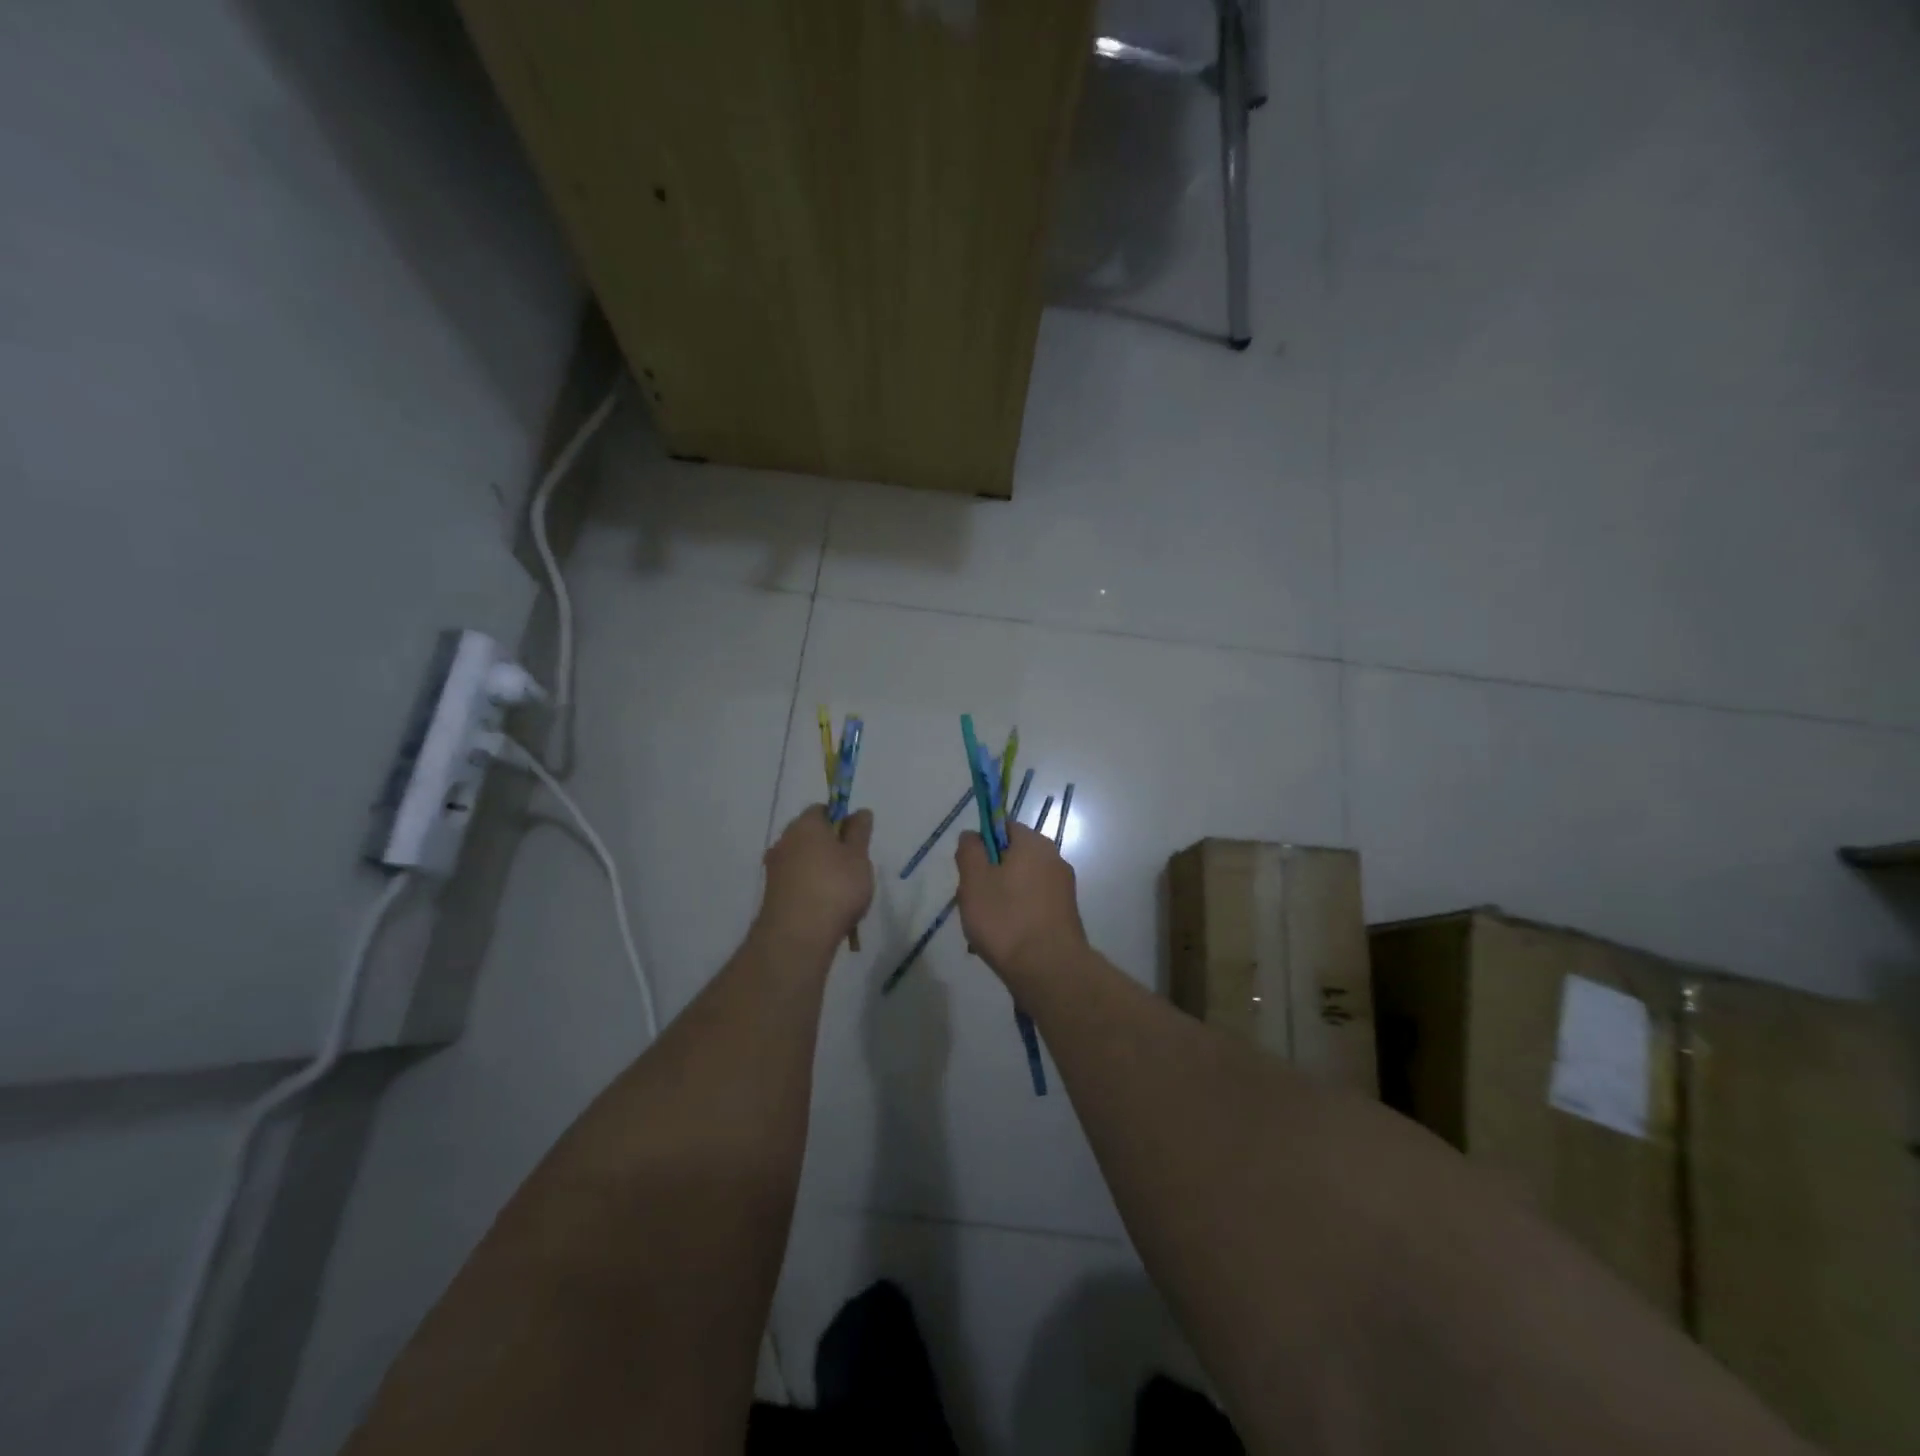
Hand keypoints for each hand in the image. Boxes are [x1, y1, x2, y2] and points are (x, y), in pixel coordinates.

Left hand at [755, 805, 874, 956]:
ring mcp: (774, 868)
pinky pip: (795, 882)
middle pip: (810, 835)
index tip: (856, 841)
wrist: (798, 936)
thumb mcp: (858, 856)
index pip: (822, 810)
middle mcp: (784, 841)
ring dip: (820, 869)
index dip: (841, 820)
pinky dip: (809, 888)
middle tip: (853, 867)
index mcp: (805, 825)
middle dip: (830, 847)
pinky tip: (824, 907)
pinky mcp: (772, 893)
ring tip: (841, 893)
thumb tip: (859, 811)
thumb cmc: (835, 887)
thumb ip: (860, 831)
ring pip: (802, 860)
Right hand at [954, 821, 1088, 984]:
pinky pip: (1033, 905)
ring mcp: (1064, 888)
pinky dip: (1018, 916)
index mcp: (1034, 843)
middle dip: (990, 875)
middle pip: (1012, 857)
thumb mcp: (974, 880)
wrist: (1049, 970)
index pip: (1003, 827)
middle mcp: (1054, 859)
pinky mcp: (1066, 915)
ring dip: (1002, 899)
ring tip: (986, 928)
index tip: (969, 870)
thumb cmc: (1006, 919)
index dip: (982, 844)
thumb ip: (970, 851)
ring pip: (1021, 884)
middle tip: (974, 901)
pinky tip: (1006, 940)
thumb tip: (973, 835)